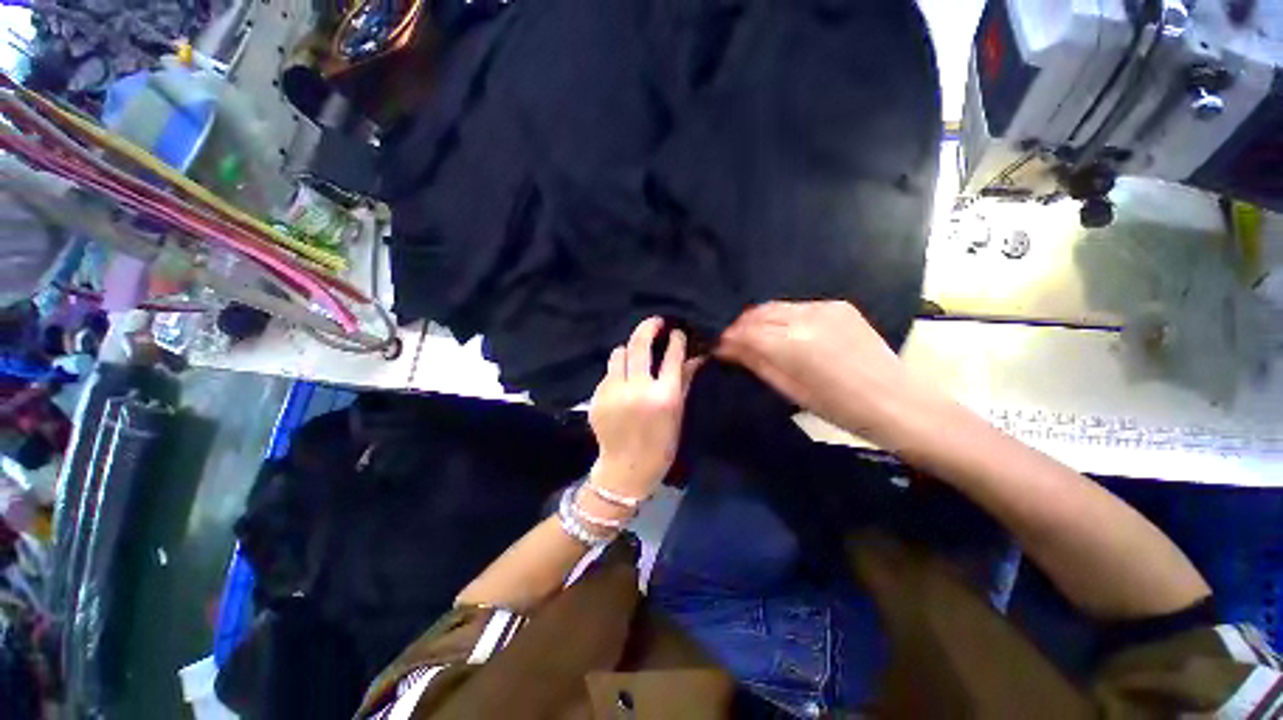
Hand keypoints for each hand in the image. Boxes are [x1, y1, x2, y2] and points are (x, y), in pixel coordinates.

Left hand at [588, 317, 700, 500]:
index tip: (676, 332)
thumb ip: (683, 381)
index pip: (671, 356)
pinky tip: (623, 380)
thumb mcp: (677, 414)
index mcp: (663, 396)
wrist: (626, 469)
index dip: (676, 340)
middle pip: (639, 345)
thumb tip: (694, 356)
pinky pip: (609, 372)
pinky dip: (618, 371)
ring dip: (629, 350)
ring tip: (636, 355)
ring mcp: (614, 392)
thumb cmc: (660, 444)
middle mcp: (637, 390)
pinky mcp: (597, 397)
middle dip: (648, 327)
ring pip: (619, 353)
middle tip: (655, 322)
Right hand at [716, 301, 924, 446]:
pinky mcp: (839, 306)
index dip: (728, 337)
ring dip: (761, 320)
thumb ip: (755, 362)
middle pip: (758, 312)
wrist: (897, 402)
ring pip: (776, 306)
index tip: (719, 346)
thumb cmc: (838, 408)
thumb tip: (725, 347)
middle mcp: (805, 316)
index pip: (745, 331)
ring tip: (757, 338)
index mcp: (791, 342)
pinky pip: (798, 307)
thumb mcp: (789, 389)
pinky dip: (784, 317)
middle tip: (734, 343)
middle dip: (741, 326)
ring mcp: (825, 307)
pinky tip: (786, 333)